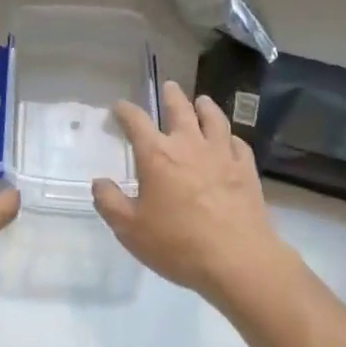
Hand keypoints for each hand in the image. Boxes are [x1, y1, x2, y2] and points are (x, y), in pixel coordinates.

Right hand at [91, 81, 282, 298]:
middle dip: (170, 95)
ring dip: (205, 106)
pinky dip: (231, 137)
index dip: (125, 110)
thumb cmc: (178, 244)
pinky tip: (230, 140)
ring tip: (202, 101)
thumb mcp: (130, 230)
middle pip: (180, 109)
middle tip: (168, 86)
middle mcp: (188, 145)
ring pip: (214, 119)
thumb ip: (110, 202)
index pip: (136, 121)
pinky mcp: (246, 170)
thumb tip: (99, 182)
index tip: (118, 107)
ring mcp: (221, 154)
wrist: (238, 260)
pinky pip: (238, 143)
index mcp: (157, 155)